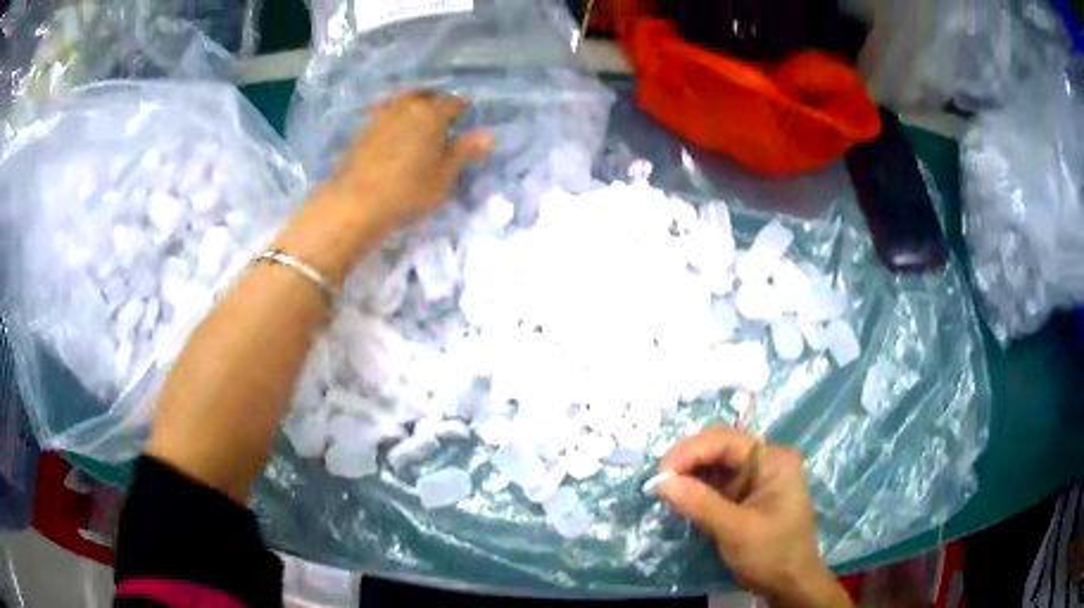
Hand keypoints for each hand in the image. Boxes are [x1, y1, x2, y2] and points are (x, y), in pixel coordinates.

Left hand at [277, 92, 493, 282]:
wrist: (355, 204)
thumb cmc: (408, 190)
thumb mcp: (444, 176)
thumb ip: (465, 152)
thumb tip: (488, 135)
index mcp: (430, 113)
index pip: (452, 102)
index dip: (462, 107)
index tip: (467, 115)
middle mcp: (404, 107)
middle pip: (423, 95)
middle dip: (435, 101)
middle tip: (443, 116)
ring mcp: (379, 117)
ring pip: (401, 103)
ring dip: (412, 108)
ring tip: (419, 125)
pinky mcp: (362, 132)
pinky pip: (385, 116)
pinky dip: (395, 121)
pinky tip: (396, 137)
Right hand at [658, 427, 851, 607]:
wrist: (790, 583)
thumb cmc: (771, 553)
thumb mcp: (736, 530)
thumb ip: (700, 503)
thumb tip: (661, 482)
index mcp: (773, 460)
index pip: (725, 441)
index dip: (690, 452)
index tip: (660, 475)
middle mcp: (766, 460)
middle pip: (720, 448)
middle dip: (688, 461)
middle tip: (660, 482)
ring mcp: (757, 477)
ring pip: (716, 464)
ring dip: (690, 475)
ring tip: (665, 490)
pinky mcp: (747, 494)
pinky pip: (718, 482)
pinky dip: (698, 489)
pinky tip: (682, 499)